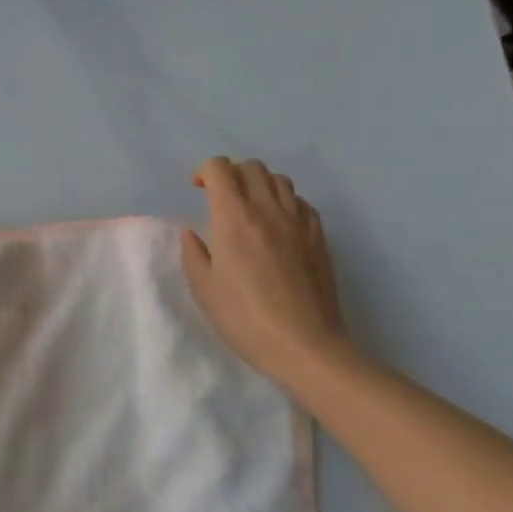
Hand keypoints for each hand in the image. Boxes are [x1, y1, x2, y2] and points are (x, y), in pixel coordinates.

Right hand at [181, 157, 351, 385]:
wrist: (305, 345)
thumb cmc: (245, 319)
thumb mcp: (204, 290)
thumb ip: (194, 254)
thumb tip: (193, 234)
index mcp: (233, 218)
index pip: (220, 168)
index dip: (205, 171)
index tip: (198, 190)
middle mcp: (267, 209)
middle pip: (251, 167)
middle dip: (231, 173)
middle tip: (221, 197)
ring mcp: (298, 221)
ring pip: (279, 180)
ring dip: (260, 184)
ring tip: (251, 208)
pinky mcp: (319, 237)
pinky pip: (301, 202)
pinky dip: (285, 202)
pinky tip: (279, 225)